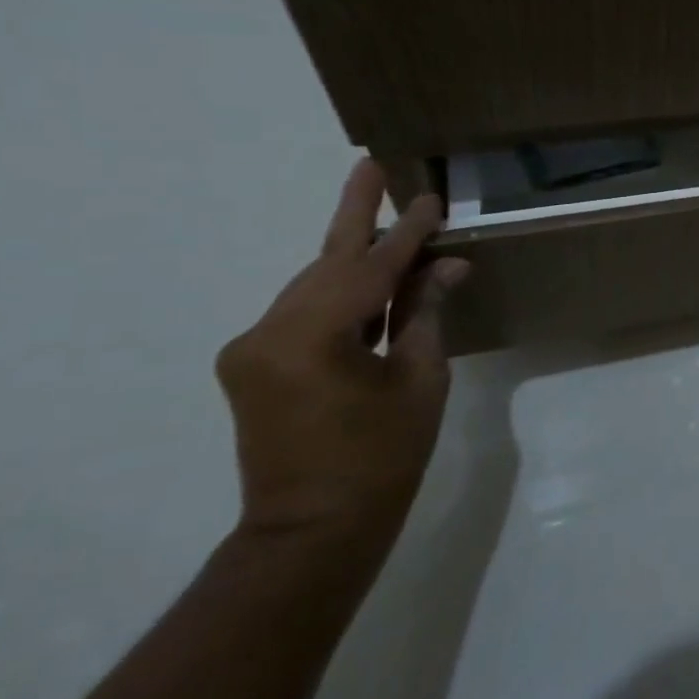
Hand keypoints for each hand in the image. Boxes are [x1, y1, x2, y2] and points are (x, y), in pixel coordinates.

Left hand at [215, 160, 470, 552]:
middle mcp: (267, 332)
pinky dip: (342, 292)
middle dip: (357, 217)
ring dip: (354, 258)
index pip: (369, 268)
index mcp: (310, 336)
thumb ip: (425, 314)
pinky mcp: (254, 365)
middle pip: (327, 263)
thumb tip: (446, 268)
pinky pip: (305, 311)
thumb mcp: (418, 379)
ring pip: (314, 284)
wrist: (313, 531)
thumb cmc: (382, 457)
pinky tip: (372, 279)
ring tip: (388, 221)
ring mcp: (253, 349)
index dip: (408, 233)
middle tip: (373, 166)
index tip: (432, 197)